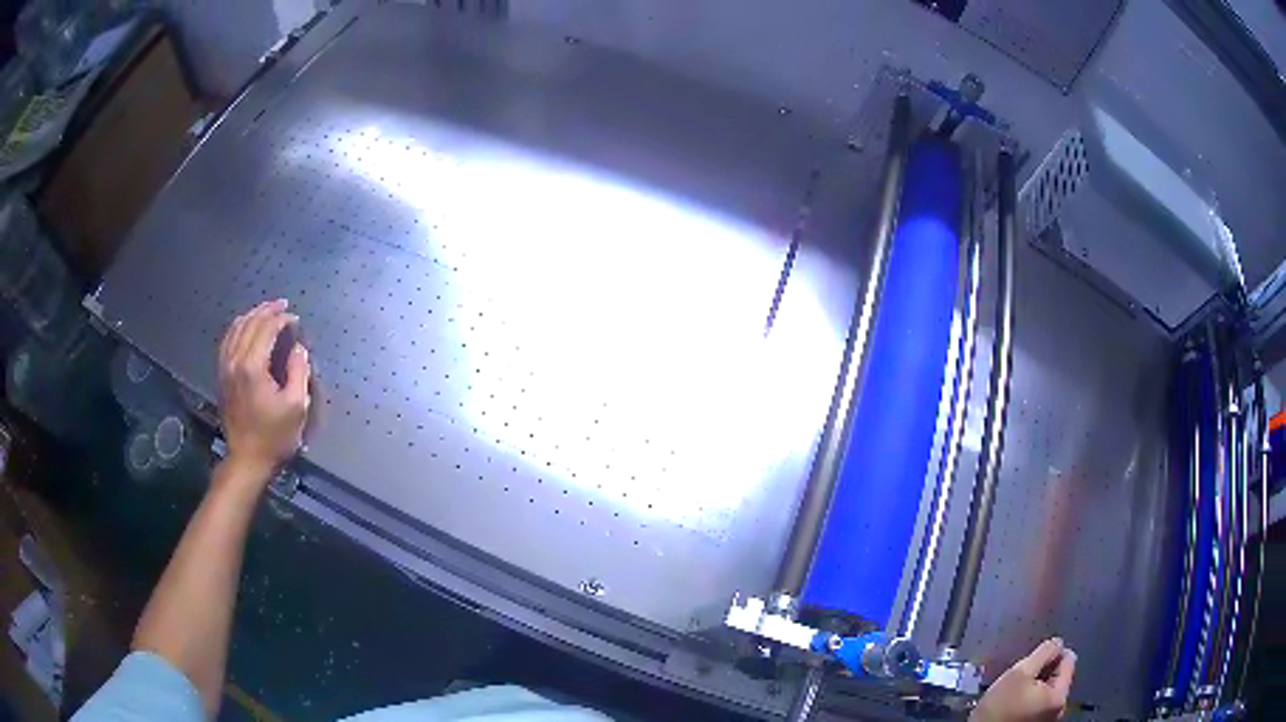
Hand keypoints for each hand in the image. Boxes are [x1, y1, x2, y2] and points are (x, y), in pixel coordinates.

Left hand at [217, 300, 311, 484]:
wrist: (247, 459)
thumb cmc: (274, 436)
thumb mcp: (296, 407)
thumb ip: (299, 371)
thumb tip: (298, 348)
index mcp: (253, 366)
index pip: (267, 329)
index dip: (282, 319)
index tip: (295, 320)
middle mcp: (236, 361)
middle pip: (250, 324)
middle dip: (267, 311)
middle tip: (283, 305)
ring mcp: (226, 368)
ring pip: (235, 329)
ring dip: (251, 316)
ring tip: (265, 311)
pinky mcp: (222, 376)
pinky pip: (227, 341)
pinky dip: (237, 328)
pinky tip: (245, 327)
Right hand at [971, 638, 1076, 721]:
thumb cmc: (1000, 708)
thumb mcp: (1019, 673)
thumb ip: (1043, 653)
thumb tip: (1058, 642)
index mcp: (1060, 694)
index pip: (1069, 658)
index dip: (1051, 653)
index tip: (1031, 661)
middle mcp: (1060, 708)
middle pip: (1058, 676)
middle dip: (1040, 672)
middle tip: (1018, 679)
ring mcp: (1047, 720)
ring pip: (1047, 691)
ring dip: (1033, 687)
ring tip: (1012, 693)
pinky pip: (1038, 704)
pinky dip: (1028, 700)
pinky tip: (1011, 705)